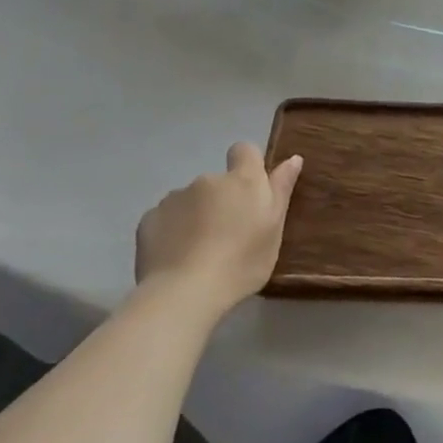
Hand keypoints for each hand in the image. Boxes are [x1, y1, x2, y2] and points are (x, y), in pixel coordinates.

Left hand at [135, 143, 302, 311]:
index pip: (245, 150)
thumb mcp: (274, 229)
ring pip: (191, 200)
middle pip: (218, 182)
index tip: (251, 192)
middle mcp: (207, 180)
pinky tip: (177, 256)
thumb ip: (281, 190)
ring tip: (200, 251)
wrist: (184, 292)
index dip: (248, 165)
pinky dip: (173, 231)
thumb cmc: (242, 262)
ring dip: (197, 215)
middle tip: (229, 235)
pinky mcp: (149, 219)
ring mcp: (175, 198)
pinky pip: (167, 218)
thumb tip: (293, 158)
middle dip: (222, 200)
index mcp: (243, 181)